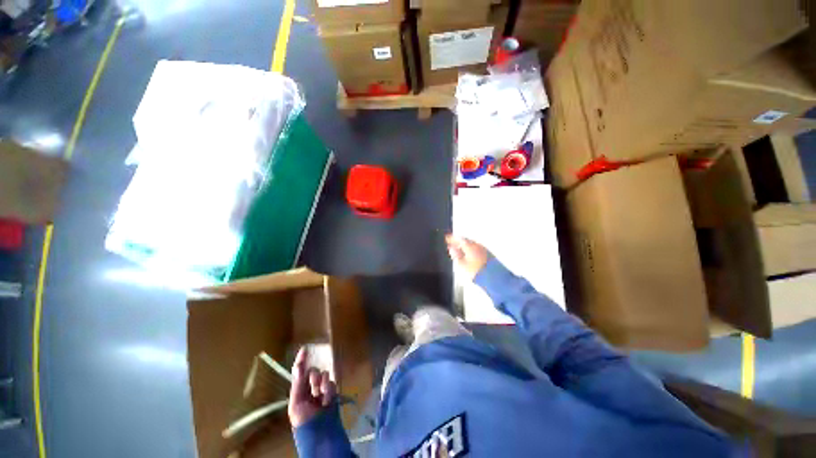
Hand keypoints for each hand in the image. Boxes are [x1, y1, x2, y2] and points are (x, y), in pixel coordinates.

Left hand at [288, 347, 336, 427]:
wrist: (320, 434)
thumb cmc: (304, 421)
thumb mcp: (296, 404)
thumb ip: (298, 384)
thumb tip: (298, 366)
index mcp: (298, 390)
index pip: (299, 372)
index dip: (302, 360)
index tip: (305, 348)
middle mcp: (310, 387)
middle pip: (313, 371)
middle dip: (314, 377)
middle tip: (314, 386)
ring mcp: (322, 389)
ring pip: (324, 375)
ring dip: (323, 384)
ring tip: (322, 396)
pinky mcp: (332, 392)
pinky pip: (332, 383)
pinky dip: (330, 390)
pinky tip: (327, 399)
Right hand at [446, 234, 488, 279]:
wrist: (493, 279)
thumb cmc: (475, 272)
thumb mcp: (461, 265)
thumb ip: (456, 255)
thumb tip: (452, 249)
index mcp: (470, 246)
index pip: (458, 239)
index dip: (451, 238)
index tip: (446, 238)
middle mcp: (477, 245)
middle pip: (466, 241)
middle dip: (458, 242)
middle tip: (452, 245)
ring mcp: (484, 249)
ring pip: (472, 245)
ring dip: (465, 247)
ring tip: (459, 252)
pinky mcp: (489, 255)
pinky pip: (477, 249)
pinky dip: (471, 251)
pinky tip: (469, 256)